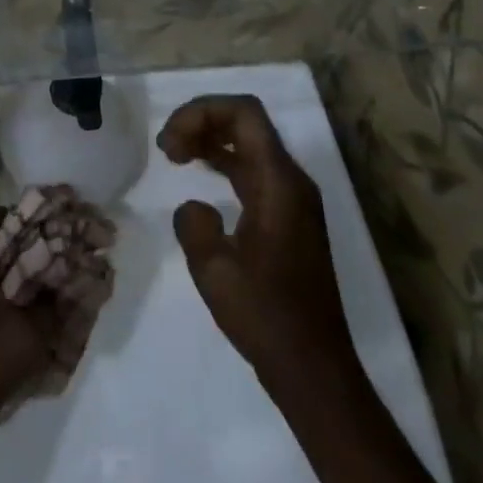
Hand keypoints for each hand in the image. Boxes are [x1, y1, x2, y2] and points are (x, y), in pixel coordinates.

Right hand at [158, 94, 352, 387]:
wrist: (314, 370)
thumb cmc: (266, 317)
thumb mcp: (213, 270)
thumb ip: (194, 223)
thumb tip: (195, 207)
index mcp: (279, 182)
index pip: (243, 113)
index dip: (201, 111)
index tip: (169, 143)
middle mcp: (291, 180)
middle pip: (245, 121)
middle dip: (201, 121)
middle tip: (167, 148)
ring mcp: (292, 198)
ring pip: (249, 143)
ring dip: (210, 138)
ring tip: (174, 154)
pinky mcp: (288, 217)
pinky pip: (252, 169)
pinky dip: (222, 161)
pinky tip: (199, 174)